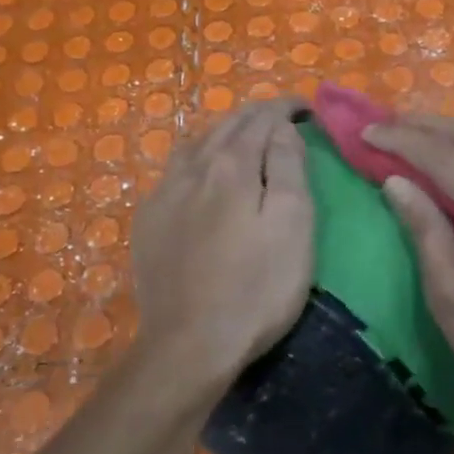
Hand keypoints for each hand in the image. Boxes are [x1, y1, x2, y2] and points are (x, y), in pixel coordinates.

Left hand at [131, 100, 313, 388]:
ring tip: (243, 140)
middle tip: (282, 118)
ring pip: (195, 143)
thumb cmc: (256, 288)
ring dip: (223, 133)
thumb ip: (289, 167)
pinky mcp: (148, 221)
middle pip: (226, 125)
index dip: (286, 108)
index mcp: (231, 166)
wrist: (189, 345)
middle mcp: (192, 169)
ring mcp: (163, 194)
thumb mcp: (293, 225)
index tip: (306, 109)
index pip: (262, 118)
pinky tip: (202, 176)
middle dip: (256, 115)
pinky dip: (197, 158)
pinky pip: (174, 171)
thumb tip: (283, 127)